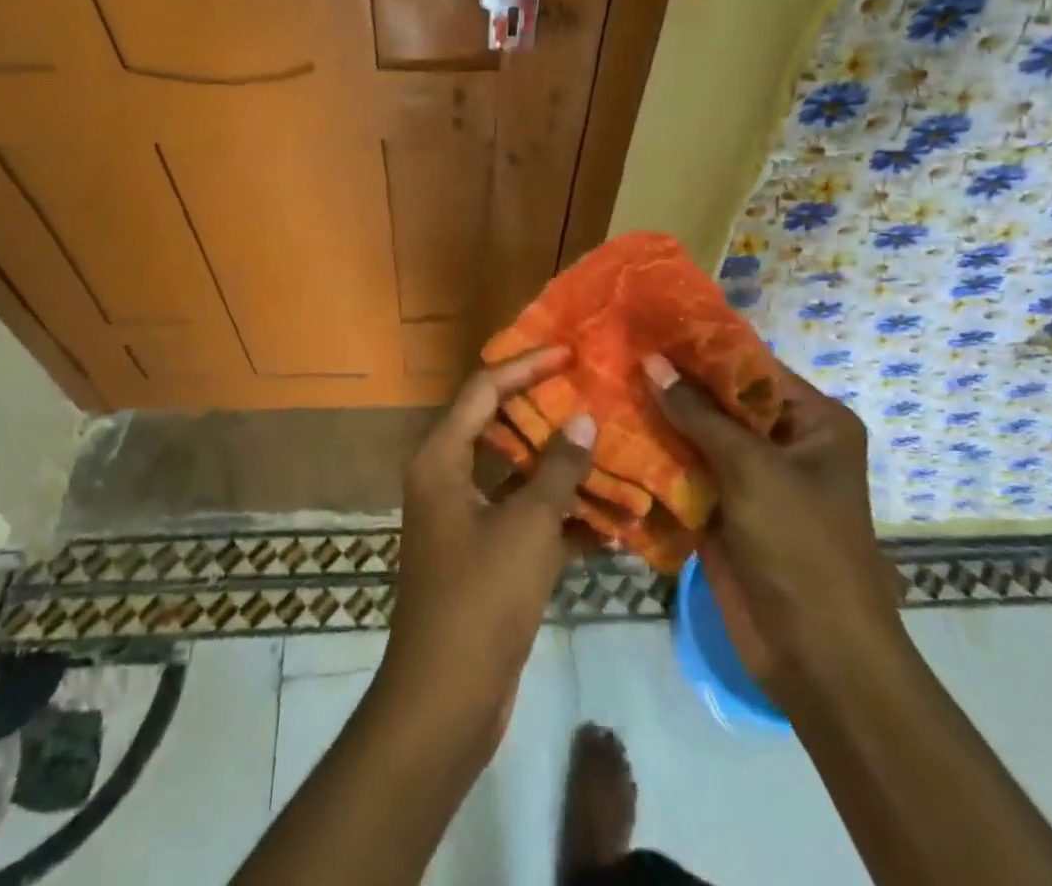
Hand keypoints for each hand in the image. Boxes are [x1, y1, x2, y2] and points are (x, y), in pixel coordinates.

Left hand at [376, 348, 595, 755]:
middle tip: (593, 391)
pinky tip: (610, 518)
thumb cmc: (480, 597)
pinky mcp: (484, 553)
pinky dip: (560, 514)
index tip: (570, 352)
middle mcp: (447, 476)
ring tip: (609, 444)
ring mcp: (464, 516)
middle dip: (546, 410)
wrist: (446, 698)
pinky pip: (524, 516)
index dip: (526, 365)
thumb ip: (558, 469)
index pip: (485, 388)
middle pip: (500, 424)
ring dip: (559, 465)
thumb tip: (584, 418)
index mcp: (442, 457)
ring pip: (517, 473)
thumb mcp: (527, 526)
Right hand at [644, 354, 902, 700]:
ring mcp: (750, 477)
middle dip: (673, 380)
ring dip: (658, 415)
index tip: (648, 321)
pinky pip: (685, 469)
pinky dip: (655, 454)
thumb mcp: (753, 469)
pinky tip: (611, 429)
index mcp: (813, 421)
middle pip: (720, 398)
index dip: (700, 344)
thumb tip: (652, 360)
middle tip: (616, 347)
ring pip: (698, 433)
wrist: (817, 658)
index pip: (749, 366)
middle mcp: (783, 441)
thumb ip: (698, 413)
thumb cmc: (802, 548)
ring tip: (604, 379)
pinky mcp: (722, 508)